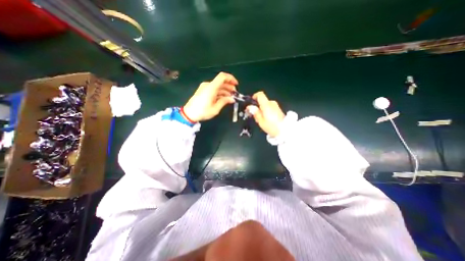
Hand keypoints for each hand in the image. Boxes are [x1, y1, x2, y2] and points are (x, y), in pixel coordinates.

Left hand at [182, 72, 237, 120]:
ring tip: (230, 97)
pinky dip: (220, 92)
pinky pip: (214, 89)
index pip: (222, 77)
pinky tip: (224, 98)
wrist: (189, 114)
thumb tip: (232, 99)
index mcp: (211, 88)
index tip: (236, 85)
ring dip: (225, 90)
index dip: (231, 78)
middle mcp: (208, 85)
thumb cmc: (202, 111)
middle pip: (221, 81)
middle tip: (234, 94)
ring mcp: (205, 87)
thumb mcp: (215, 108)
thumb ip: (224, 101)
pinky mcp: (203, 90)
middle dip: (229, 86)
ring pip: (218, 86)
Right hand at [247, 92, 282, 137]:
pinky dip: (267, 111)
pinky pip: (270, 108)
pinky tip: (267, 119)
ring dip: (262, 109)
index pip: (260, 94)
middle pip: (263, 101)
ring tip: (261, 119)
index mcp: (266, 105)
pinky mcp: (279, 110)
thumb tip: (250, 107)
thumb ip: (255, 112)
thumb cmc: (271, 126)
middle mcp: (272, 103)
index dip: (254, 96)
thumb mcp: (261, 121)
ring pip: (266, 105)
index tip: (251, 102)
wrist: (284, 131)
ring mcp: (276, 106)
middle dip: (257, 106)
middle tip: (254, 115)